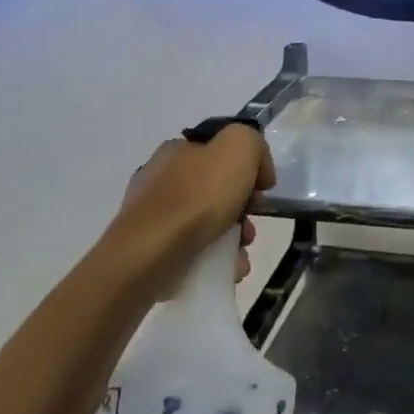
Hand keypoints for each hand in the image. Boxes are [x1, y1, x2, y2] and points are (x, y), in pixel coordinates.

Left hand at [110, 125, 274, 282]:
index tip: (262, 189)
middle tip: (251, 226)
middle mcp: (160, 178)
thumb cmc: (197, 197)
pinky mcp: (151, 249)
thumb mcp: (238, 147)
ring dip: (233, 239)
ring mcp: (153, 217)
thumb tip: (257, 170)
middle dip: (243, 209)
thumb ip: (253, 144)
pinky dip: (216, 258)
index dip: (248, 167)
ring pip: (207, 223)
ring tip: (241, 254)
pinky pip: (194, 250)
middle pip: (216, 190)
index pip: (220, 150)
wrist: (151, 254)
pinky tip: (228, 269)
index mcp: (177, 149)